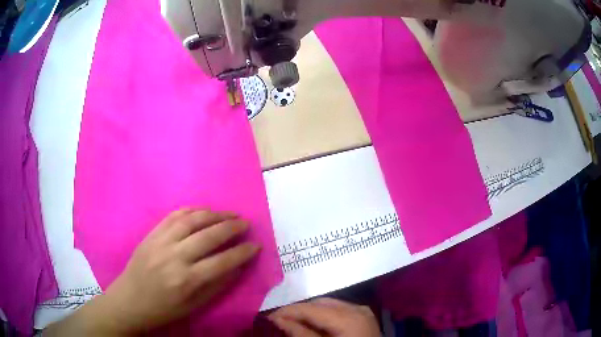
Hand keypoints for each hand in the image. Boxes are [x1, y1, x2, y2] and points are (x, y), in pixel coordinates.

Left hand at [46, 208, 259, 335]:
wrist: (130, 300)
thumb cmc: (164, 309)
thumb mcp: (194, 305)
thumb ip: (217, 285)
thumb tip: (237, 267)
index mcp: (187, 281)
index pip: (223, 262)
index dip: (242, 252)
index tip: (256, 245)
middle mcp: (175, 257)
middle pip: (209, 236)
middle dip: (232, 227)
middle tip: (246, 223)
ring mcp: (161, 242)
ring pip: (192, 220)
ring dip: (214, 214)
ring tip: (229, 213)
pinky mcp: (151, 234)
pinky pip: (173, 216)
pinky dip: (191, 210)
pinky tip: (203, 211)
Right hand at [269, 298, 379, 336]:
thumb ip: (301, 334)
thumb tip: (278, 320)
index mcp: (348, 318)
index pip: (311, 308)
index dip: (287, 311)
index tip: (268, 317)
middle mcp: (357, 309)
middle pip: (320, 303)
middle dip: (298, 311)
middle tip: (280, 321)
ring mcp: (363, 311)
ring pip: (329, 305)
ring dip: (310, 313)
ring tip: (294, 323)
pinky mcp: (364, 317)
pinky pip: (340, 310)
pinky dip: (324, 315)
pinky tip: (315, 325)